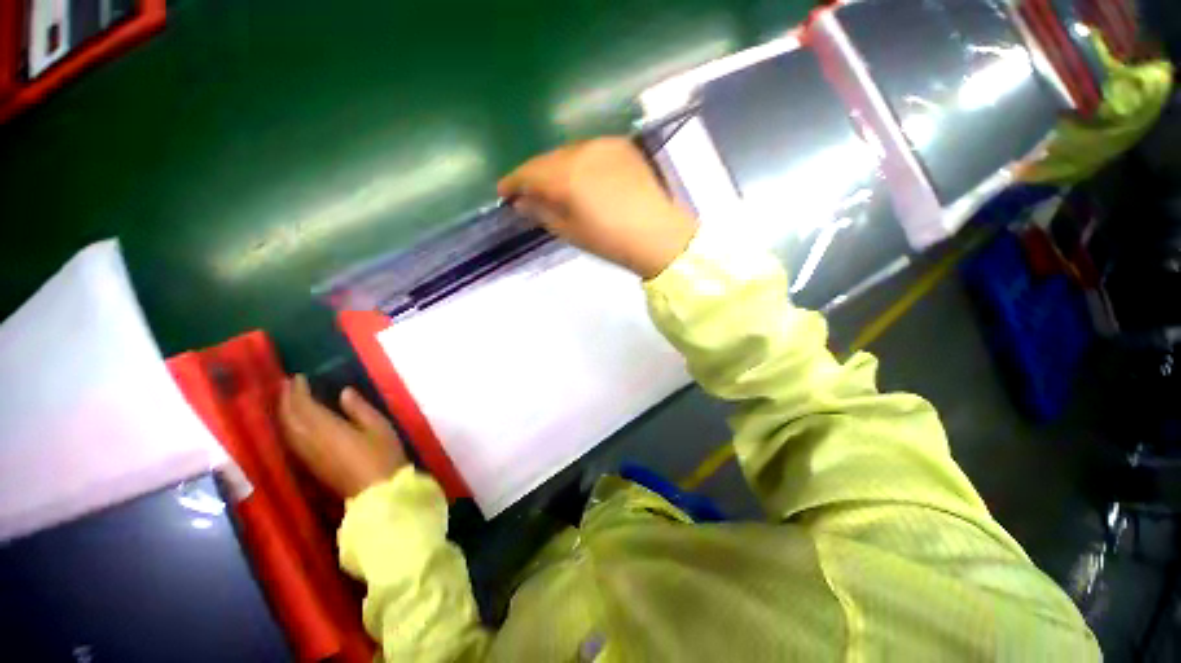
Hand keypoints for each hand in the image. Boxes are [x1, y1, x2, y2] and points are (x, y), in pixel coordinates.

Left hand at [278, 375, 407, 498]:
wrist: (377, 491)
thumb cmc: (383, 454)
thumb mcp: (378, 426)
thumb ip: (359, 408)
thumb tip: (344, 392)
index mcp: (326, 429)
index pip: (303, 406)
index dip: (298, 391)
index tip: (298, 377)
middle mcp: (310, 441)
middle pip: (289, 418)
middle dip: (286, 399)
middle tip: (288, 384)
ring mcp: (308, 455)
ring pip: (287, 430)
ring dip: (284, 412)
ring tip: (288, 399)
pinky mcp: (311, 465)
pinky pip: (292, 440)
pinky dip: (289, 426)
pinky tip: (295, 423)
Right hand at [498, 137, 698, 278]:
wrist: (657, 234)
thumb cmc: (610, 241)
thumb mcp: (570, 232)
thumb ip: (541, 212)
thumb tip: (521, 202)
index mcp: (565, 176)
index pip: (528, 173)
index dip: (513, 182)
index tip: (504, 192)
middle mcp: (580, 151)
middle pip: (547, 159)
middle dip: (535, 175)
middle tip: (530, 192)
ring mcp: (603, 144)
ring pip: (568, 152)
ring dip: (557, 167)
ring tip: (557, 186)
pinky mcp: (621, 145)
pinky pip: (589, 150)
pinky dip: (579, 162)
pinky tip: (584, 178)